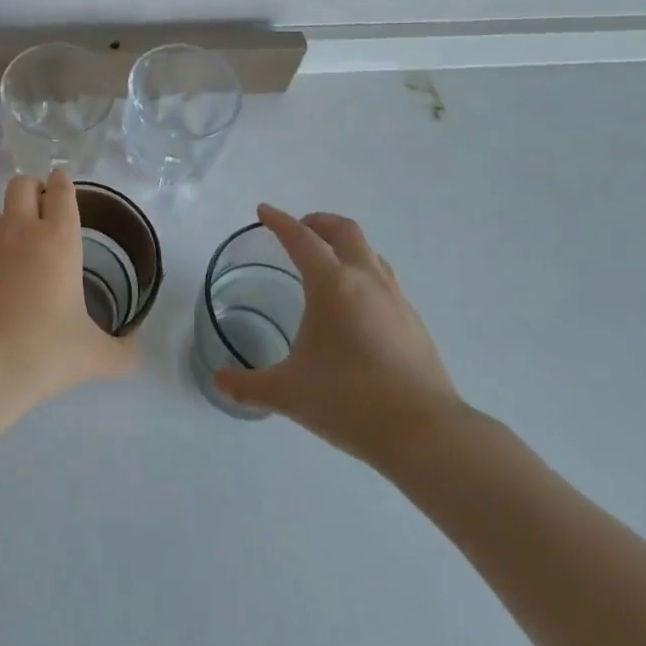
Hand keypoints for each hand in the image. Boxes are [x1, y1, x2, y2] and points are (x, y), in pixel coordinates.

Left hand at [0, 170, 138, 408]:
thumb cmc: (45, 350)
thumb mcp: (92, 355)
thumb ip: (120, 353)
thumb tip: (135, 356)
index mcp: (58, 239)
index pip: (61, 191)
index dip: (63, 182)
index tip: (62, 181)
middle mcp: (21, 232)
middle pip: (21, 185)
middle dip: (32, 188)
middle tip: (42, 208)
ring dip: (6, 219)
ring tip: (16, 243)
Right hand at [213, 205, 467, 474]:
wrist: (426, 434)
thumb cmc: (350, 401)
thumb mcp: (289, 393)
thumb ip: (249, 385)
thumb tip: (218, 381)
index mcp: (332, 284)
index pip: (301, 238)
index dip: (279, 221)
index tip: (263, 211)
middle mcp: (365, 280)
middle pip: (344, 230)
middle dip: (318, 223)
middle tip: (299, 231)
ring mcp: (395, 299)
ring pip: (370, 252)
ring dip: (345, 246)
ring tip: (328, 263)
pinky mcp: (414, 322)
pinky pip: (385, 280)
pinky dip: (364, 274)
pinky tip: (356, 306)